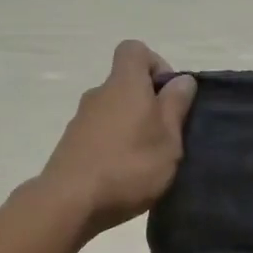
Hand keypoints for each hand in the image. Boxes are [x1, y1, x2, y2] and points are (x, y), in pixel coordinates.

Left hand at [33, 40, 196, 238]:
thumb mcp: (168, 138)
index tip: (170, 96)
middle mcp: (99, 94)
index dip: (157, 65)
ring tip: (148, 161)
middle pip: (126, 84)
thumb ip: (176, 105)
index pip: (134, 50)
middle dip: (149, 103)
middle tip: (166, 136)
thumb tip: (182, 79)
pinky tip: (124, 174)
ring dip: (132, 127)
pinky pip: (100, 134)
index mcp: (124, 84)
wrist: (70, 202)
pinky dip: (114, 145)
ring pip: (114, 111)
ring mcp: (81, 120)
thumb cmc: (129, 165)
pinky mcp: (71, 145)